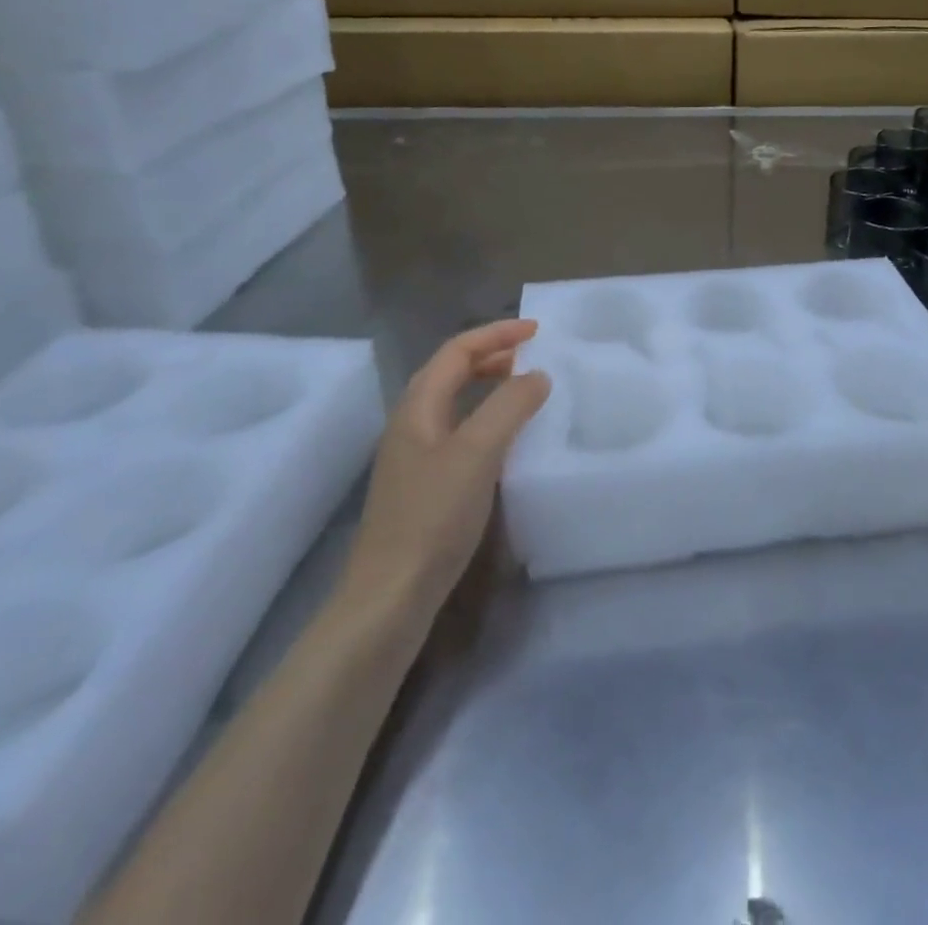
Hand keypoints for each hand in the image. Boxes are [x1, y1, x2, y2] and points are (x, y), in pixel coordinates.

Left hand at [340, 320, 550, 611]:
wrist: (389, 596)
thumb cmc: (433, 517)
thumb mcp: (477, 453)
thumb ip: (509, 407)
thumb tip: (537, 375)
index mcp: (417, 408)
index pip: (457, 351)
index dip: (496, 334)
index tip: (537, 331)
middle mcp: (411, 425)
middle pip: (450, 372)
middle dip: (491, 355)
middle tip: (532, 356)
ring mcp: (414, 457)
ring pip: (454, 403)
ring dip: (488, 385)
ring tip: (524, 389)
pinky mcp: (423, 486)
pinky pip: (458, 432)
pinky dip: (485, 418)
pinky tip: (506, 441)